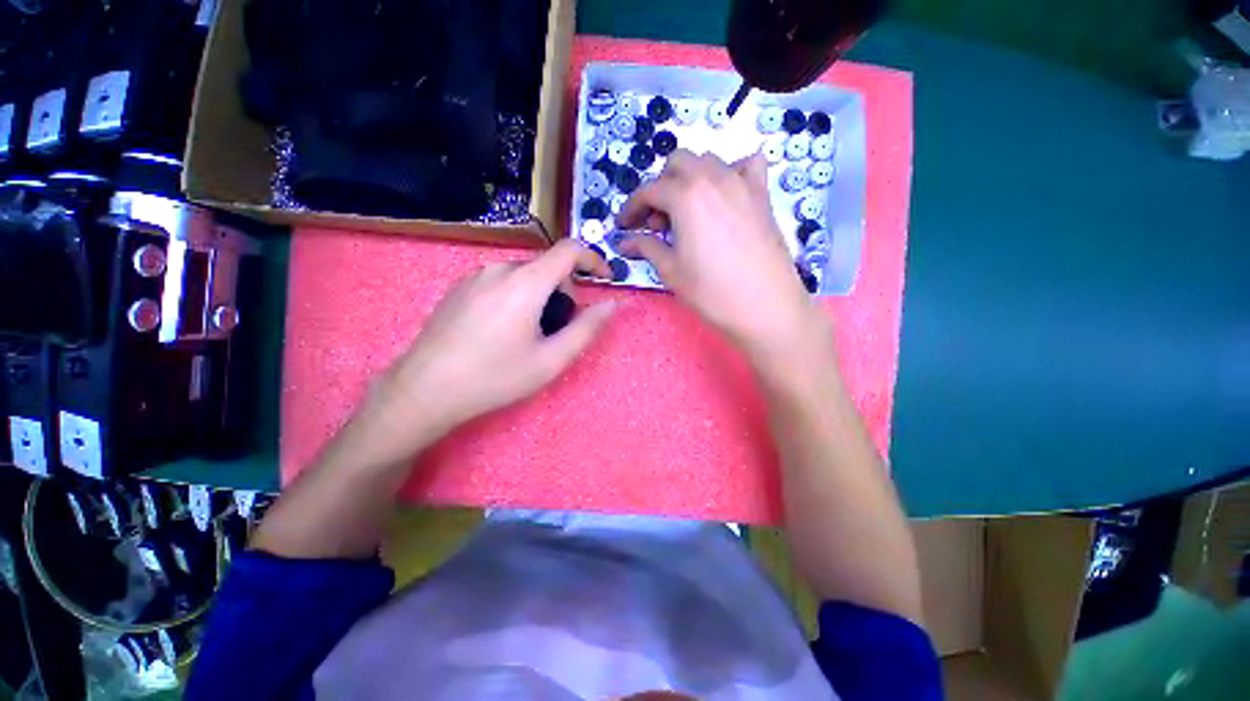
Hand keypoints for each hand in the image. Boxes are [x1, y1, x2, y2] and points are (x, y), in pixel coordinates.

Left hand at [345, 240, 615, 466]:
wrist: (425, 389)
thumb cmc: (495, 377)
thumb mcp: (551, 359)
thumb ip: (586, 328)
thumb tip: (611, 304)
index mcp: (525, 283)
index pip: (570, 250)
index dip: (593, 260)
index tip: (604, 280)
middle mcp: (499, 269)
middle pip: (547, 267)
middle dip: (564, 291)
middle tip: (557, 329)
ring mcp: (475, 276)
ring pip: (524, 275)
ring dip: (540, 296)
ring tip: (528, 334)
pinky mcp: (460, 287)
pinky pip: (502, 281)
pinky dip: (517, 296)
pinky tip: (502, 330)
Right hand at [617, 150, 827, 362]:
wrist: (765, 307)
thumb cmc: (712, 292)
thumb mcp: (671, 271)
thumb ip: (646, 247)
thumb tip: (624, 242)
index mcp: (686, 196)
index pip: (649, 191)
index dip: (632, 208)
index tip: (624, 226)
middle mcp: (713, 178)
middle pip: (677, 164)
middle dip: (660, 188)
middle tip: (658, 223)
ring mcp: (742, 183)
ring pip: (707, 161)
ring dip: (689, 180)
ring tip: (687, 214)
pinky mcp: (762, 195)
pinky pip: (746, 165)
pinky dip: (730, 172)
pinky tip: (724, 197)